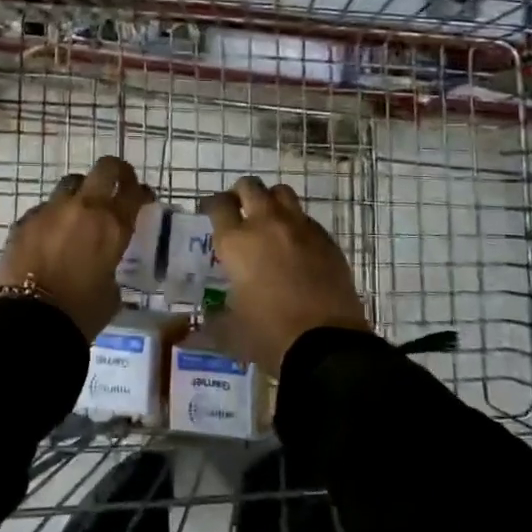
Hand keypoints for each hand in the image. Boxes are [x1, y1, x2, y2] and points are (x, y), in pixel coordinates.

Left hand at [0, 156, 152, 339]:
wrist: (28, 322)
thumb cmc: (80, 314)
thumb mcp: (111, 294)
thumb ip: (111, 269)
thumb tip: (103, 266)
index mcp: (112, 225)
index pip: (134, 192)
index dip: (141, 192)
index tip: (143, 198)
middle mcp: (83, 207)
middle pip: (105, 168)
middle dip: (115, 173)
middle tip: (117, 185)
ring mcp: (50, 210)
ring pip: (71, 183)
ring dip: (80, 192)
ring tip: (80, 212)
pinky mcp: (24, 220)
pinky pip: (44, 209)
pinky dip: (53, 217)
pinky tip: (51, 236)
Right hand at [201, 176, 368, 373]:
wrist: (327, 345)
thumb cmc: (269, 335)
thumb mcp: (231, 329)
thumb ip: (215, 318)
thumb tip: (204, 322)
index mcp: (236, 242)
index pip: (218, 204)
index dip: (211, 205)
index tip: (209, 212)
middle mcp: (267, 224)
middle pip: (250, 187)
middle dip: (241, 194)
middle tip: (238, 210)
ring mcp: (300, 228)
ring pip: (282, 193)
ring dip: (270, 201)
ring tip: (268, 220)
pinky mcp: (327, 240)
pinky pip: (306, 219)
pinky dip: (296, 224)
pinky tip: (296, 245)